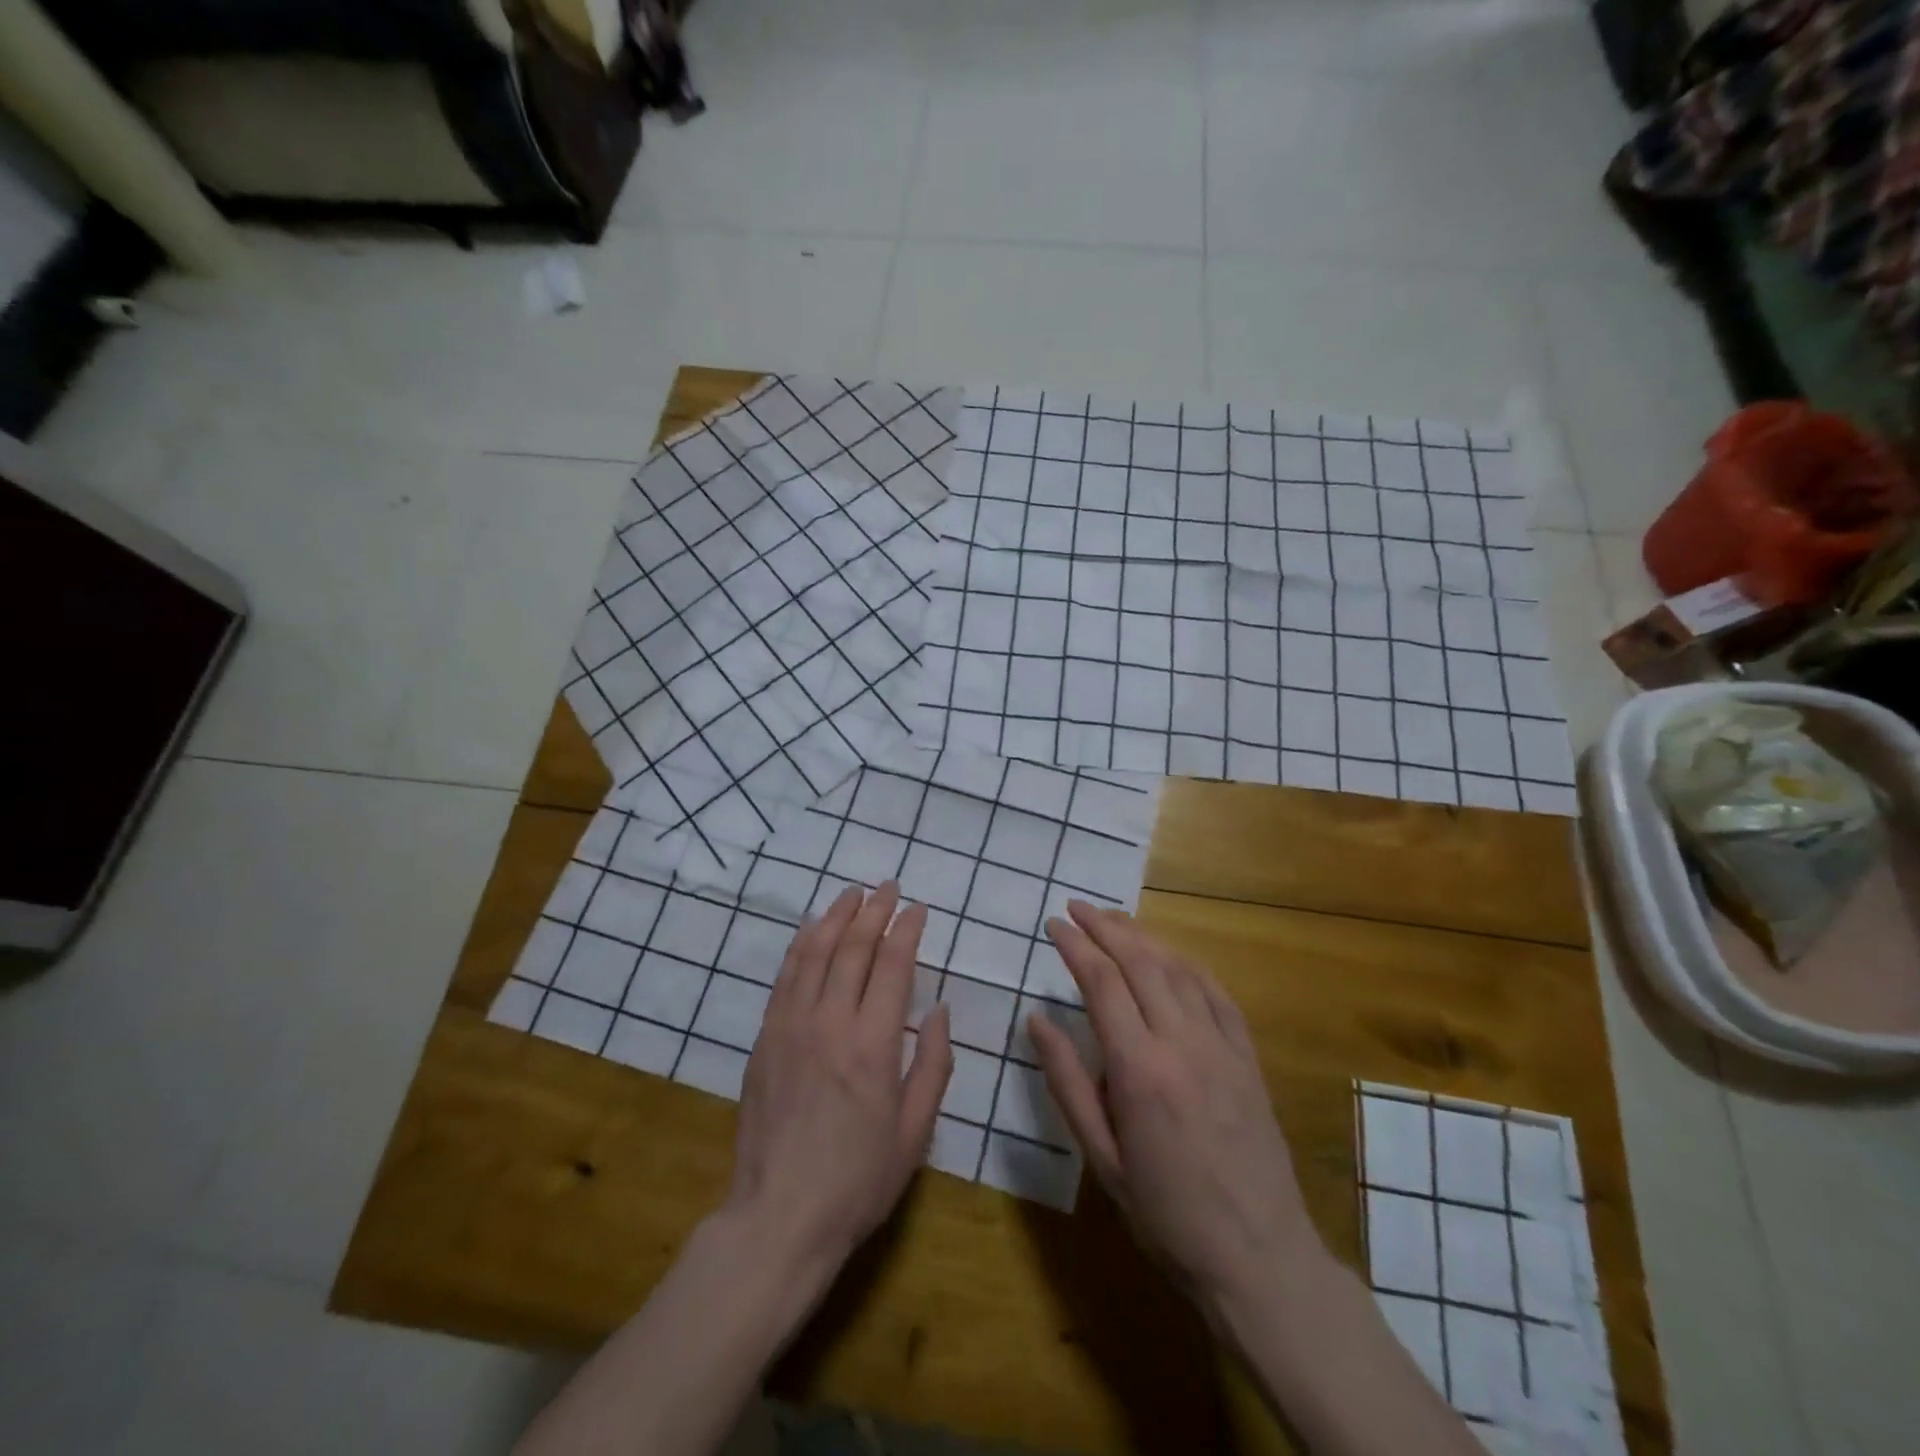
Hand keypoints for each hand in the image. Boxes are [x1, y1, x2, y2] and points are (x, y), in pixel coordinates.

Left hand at [727, 881, 953, 1270]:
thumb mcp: (915, 1131)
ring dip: (835, 917)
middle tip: (888, 887)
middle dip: (874, 911)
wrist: (780, 1217)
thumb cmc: (858, 1180)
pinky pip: (785, 978)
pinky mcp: (766, 1039)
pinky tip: (810, 930)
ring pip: (814, 953)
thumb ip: (932, 1064)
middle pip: (853, 948)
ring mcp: (792, 1027)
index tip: (918, 908)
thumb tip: (938, 1010)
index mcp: (873, 1045)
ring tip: (852, 894)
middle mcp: (831, 1023)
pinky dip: (800, 946)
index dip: (907, 929)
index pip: (893, 965)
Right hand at [1028, 902, 1322, 1310]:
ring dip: (1144, 936)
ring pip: (1179, 968)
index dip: (1076, 946)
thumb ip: (1067, 1082)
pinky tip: (1172, 954)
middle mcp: (1182, 1042)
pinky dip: (1189, 963)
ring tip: (1115, 918)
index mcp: (1139, 1069)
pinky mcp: (1248, 1056)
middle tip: (1077, 907)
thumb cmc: (1165, 1213)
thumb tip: (1037, 1021)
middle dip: (1106, 926)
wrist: (1258, 1256)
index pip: (1101, 983)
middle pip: (1141, 961)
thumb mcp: (1101, 1157)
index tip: (1054, 924)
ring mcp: (1221, 1046)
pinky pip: (1217, 993)